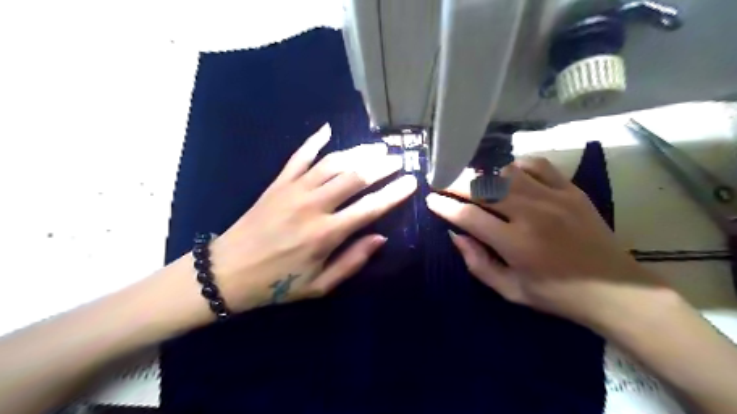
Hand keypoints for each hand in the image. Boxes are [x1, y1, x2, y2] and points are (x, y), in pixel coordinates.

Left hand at [209, 125, 412, 311]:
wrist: (227, 272)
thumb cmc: (278, 283)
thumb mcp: (319, 285)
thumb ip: (352, 261)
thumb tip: (380, 238)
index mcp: (326, 234)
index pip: (369, 208)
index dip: (394, 194)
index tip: (411, 182)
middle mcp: (313, 206)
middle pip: (354, 177)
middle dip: (381, 166)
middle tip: (398, 158)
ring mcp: (294, 190)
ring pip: (332, 163)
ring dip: (357, 152)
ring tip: (377, 147)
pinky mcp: (278, 183)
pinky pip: (299, 156)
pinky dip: (314, 141)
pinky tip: (327, 129)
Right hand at [423, 157, 665, 327]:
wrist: (614, 290)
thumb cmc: (556, 295)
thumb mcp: (510, 290)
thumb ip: (477, 263)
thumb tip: (455, 235)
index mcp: (515, 243)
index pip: (468, 216)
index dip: (444, 206)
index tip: (430, 200)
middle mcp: (531, 214)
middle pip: (483, 188)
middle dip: (455, 183)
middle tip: (441, 181)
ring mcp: (554, 198)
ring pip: (506, 173)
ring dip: (484, 176)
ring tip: (474, 182)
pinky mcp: (571, 190)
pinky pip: (537, 165)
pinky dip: (517, 166)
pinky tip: (510, 175)